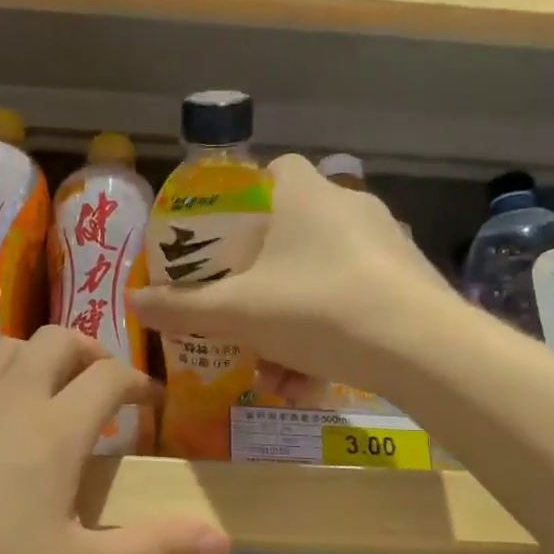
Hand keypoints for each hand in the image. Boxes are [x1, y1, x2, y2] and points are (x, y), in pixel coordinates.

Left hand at [0, 326, 229, 553]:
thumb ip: (156, 550)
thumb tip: (224, 536)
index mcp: (57, 427)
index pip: (110, 377)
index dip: (139, 383)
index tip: (152, 404)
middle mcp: (13, 398)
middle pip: (58, 341)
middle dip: (90, 352)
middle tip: (103, 387)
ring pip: (8, 347)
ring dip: (39, 357)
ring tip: (49, 391)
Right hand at [129, 153, 454, 395]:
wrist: (420, 346)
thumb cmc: (316, 308)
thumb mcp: (238, 312)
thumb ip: (183, 307)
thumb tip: (133, 303)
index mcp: (304, 193)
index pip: (270, 171)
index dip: (241, 201)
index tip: (222, 243)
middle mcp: (347, 206)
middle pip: (290, 235)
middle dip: (260, 284)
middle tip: (240, 317)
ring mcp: (383, 243)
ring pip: (319, 278)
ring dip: (289, 325)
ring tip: (273, 375)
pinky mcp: (406, 280)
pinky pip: (351, 301)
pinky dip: (326, 336)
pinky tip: (309, 382)